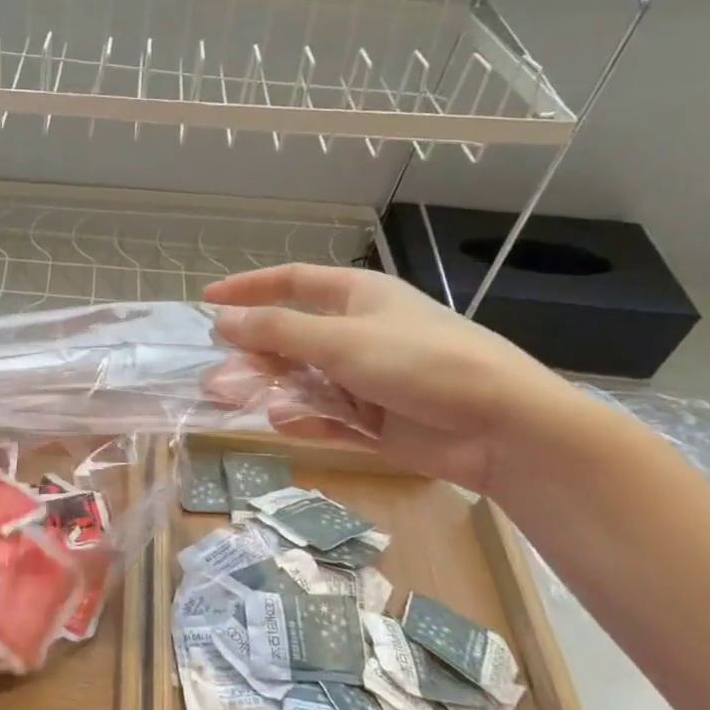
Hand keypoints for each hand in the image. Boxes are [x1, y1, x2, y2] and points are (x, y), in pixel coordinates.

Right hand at [204, 264, 584, 493]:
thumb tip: (222, 319)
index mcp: (357, 297)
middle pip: (290, 338)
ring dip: (268, 389)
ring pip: (302, 380)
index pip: (292, 282)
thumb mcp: (340, 340)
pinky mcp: (374, 420)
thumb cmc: (420, 362)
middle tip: (215, 377)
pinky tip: (283, 423)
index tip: (207, 300)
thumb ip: (276, 332)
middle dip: (252, 355)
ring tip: (231, 402)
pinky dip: (303, 419)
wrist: (502, 427)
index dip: (249, 288)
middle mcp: (358, 333)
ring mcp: (366, 378)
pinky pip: (326, 416)